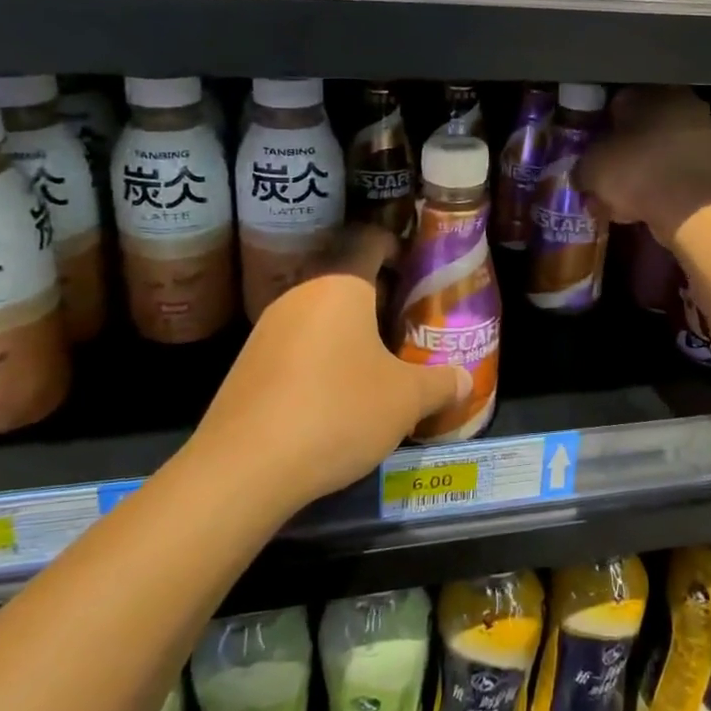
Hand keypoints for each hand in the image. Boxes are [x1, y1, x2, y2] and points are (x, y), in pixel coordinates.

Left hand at [191, 224, 470, 509]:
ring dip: (349, 331)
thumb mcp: (406, 400)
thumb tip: (466, 380)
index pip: (370, 243)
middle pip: (345, 281)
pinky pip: (296, 346)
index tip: (417, 269)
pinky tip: (335, 396)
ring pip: (319, 316)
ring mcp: (267, 330)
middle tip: (408, 326)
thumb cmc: (338, 412)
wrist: (244, 468)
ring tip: (377, 364)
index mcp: (341, 287)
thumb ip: (441, 384)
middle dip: (378, 299)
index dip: (396, 247)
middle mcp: (300, 296)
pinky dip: (321, 358)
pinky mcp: (247, 365)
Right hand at [580, 87, 710, 242]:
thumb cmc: (636, 173)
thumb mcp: (591, 170)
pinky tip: (645, 202)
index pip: (612, 102)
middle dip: (621, 148)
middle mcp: (676, 100)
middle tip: (605, 171)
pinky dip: (661, 181)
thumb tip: (581, 173)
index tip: (588, 150)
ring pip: (657, 147)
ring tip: (622, 194)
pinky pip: (675, 167)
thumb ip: (581, 165)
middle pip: (638, 124)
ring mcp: (700, 128)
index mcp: (645, 91)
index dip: (597, 128)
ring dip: (641, 166)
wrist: (693, 207)